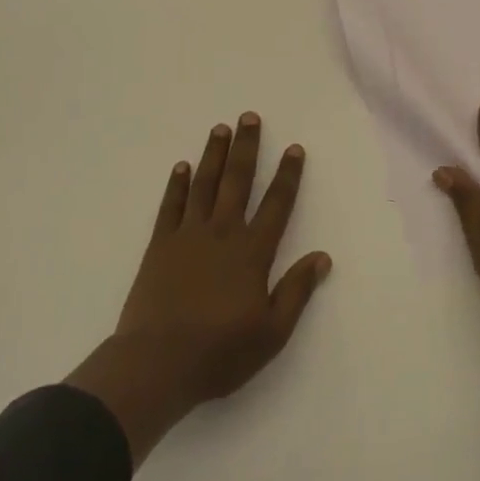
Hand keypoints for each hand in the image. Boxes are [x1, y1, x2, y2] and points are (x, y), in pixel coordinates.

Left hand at [66, 113, 331, 464]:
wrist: (157, 363)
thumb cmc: (219, 352)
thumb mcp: (272, 332)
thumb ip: (297, 291)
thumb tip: (323, 257)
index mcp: (252, 252)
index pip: (277, 204)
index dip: (288, 175)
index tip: (294, 148)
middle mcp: (222, 232)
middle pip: (238, 181)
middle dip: (247, 147)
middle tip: (249, 117)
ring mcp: (188, 235)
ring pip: (204, 184)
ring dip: (214, 154)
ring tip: (221, 128)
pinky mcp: (160, 245)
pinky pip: (171, 206)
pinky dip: (177, 184)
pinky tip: (182, 166)